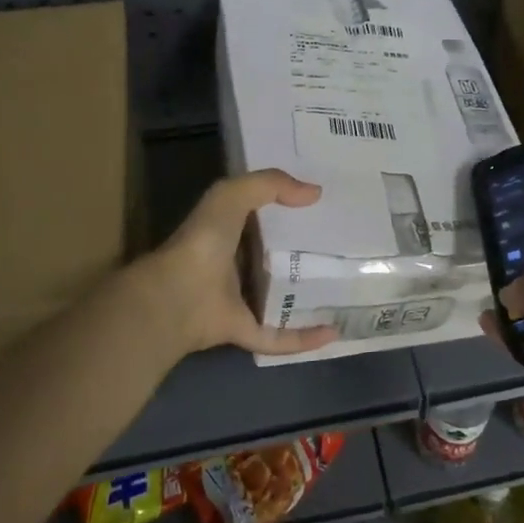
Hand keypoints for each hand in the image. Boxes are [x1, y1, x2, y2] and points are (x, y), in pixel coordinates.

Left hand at [120, 169, 338, 359]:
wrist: (177, 296)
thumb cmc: (203, 241)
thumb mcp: (232, 195)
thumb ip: (270, 184)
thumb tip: (314, 193)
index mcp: (228, 232)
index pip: (262, 219)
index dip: (288, 211)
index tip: (325, 208)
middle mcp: (233, 266)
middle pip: (274, 260)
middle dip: (305, 255)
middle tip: (344, 249)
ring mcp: (238, 301)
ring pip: (279, 299)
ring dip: (307, 298)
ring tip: (346, 292)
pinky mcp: (245, 331)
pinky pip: (280, 336)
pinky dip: (305, 337)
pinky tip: (332, 332)